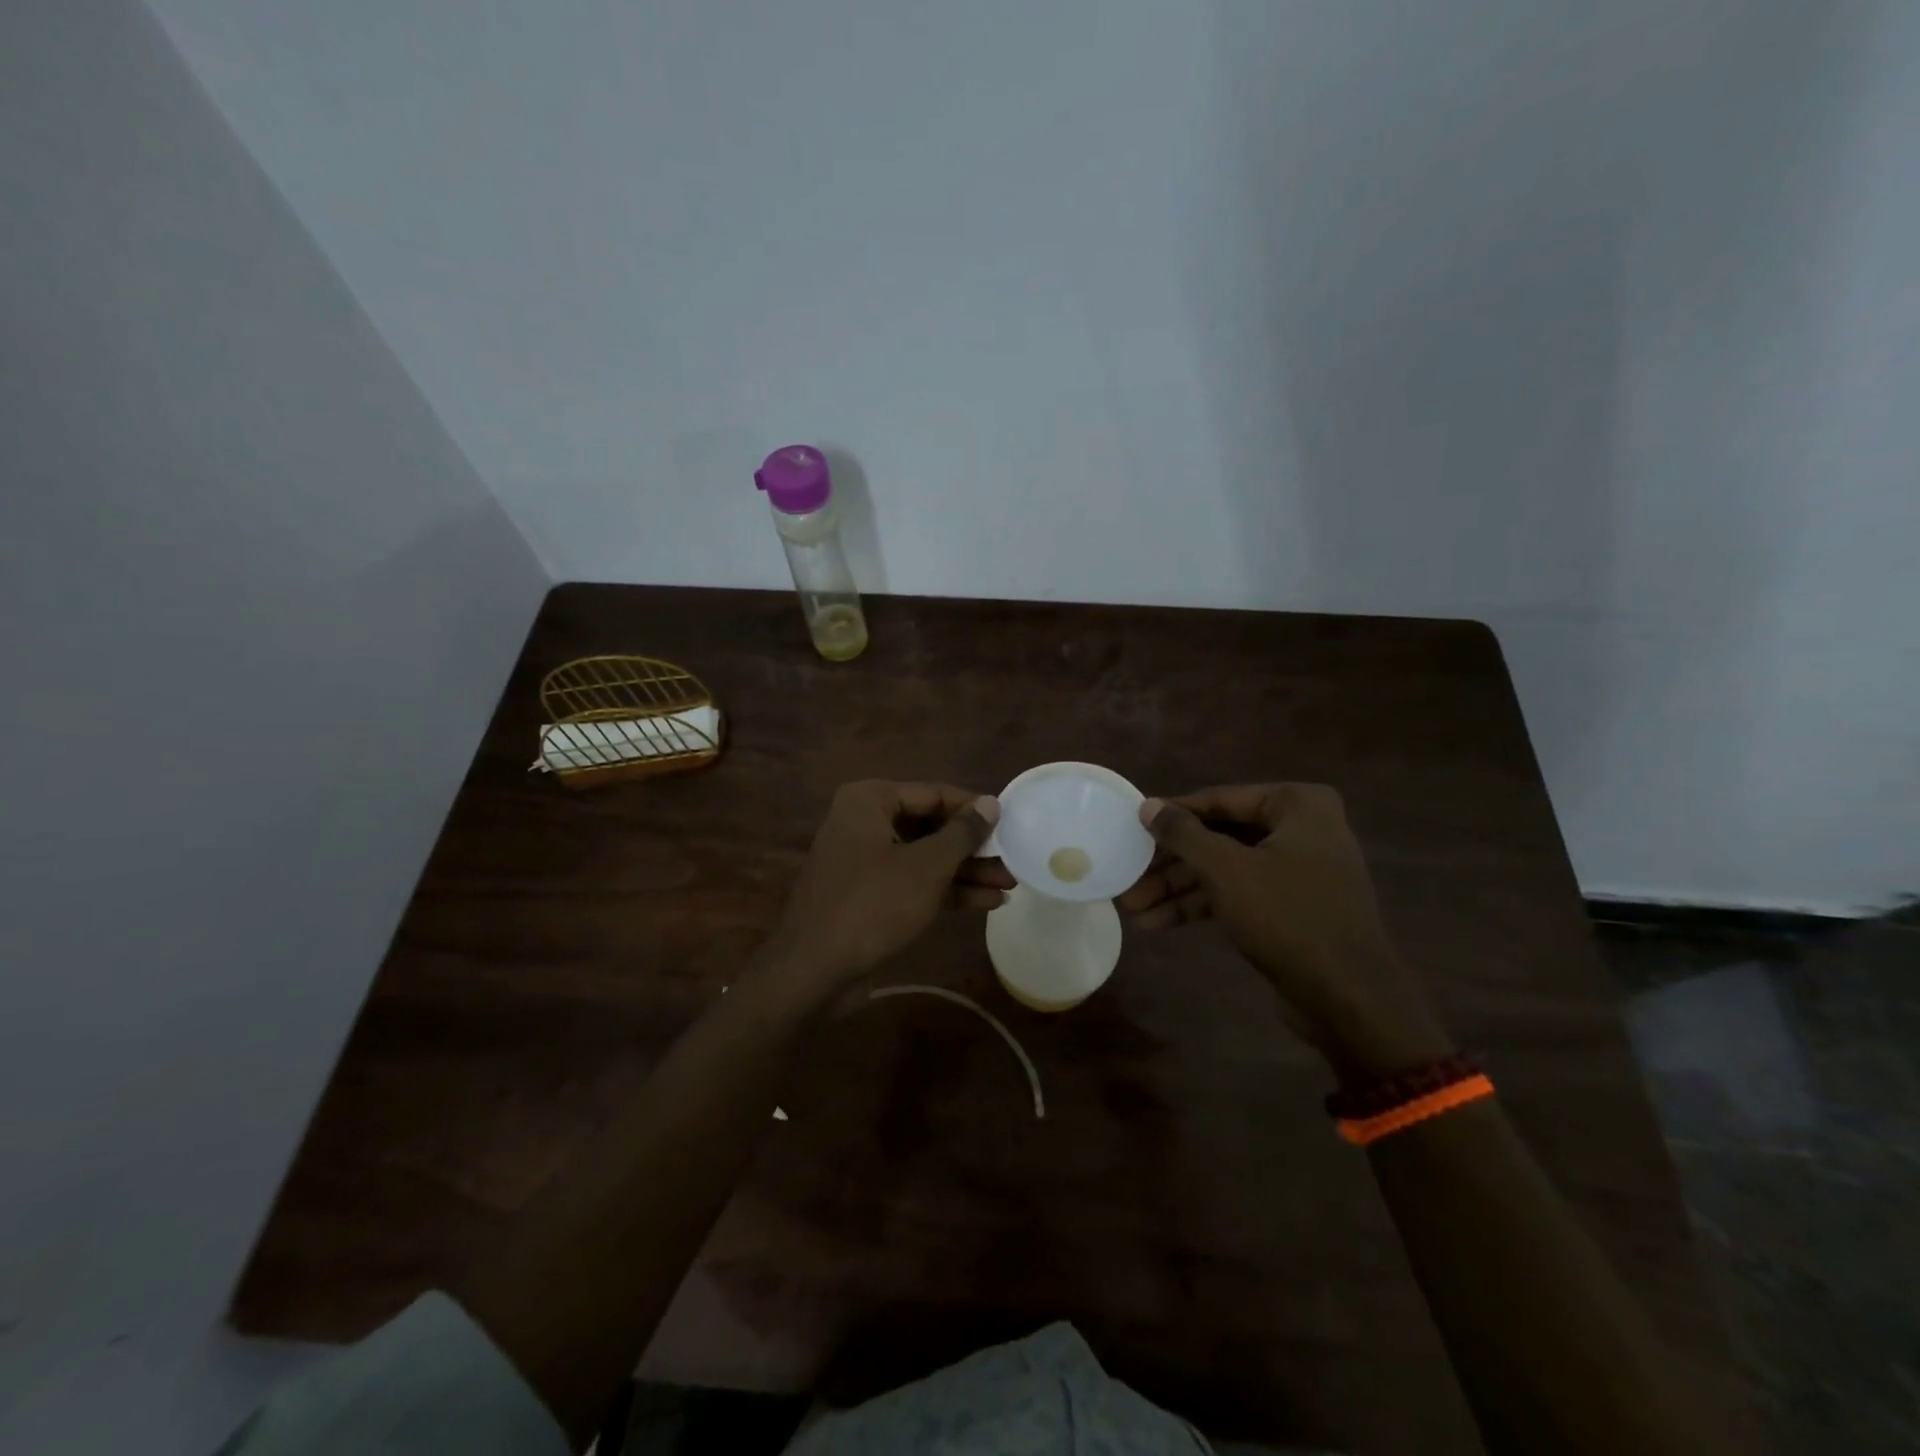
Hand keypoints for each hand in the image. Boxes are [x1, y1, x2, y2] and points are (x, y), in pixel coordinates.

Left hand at [762, 780, 1010, 992]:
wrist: (814, 971)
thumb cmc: (873, 905)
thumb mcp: (926, 867)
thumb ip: (962, 833)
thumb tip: (992, 803)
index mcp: (870, 800)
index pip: (933, 793)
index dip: (974, 809)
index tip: (1011, 823)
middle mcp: (863, 822)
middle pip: (930, 825)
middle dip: (973, 847)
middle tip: (1013, 859)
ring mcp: (864, 860)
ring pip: (924, 857)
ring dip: (965, 871)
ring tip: (1009, 883)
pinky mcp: (867, 895)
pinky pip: (912, 882)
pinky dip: (945, 890)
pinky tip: (986, 902)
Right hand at [1118, 783, 1452, 1079]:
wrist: (1349, 999)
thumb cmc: (1288, 917)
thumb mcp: (1227, 870)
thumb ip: (1183, 834)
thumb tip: (1148, 806)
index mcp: (1298, 805)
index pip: (1219, 800)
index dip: (1172, 815)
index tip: (1132, 828)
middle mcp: (1302, 829)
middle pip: (1219, 836)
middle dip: (1171, 864)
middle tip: (1129, 877)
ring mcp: (1298, 869)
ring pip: (1225, 868)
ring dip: (1178, 889)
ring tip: (1133, 909)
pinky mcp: (1291, 906)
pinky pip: (1238, 893)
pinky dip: (1201, 905)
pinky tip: (1159, 923)